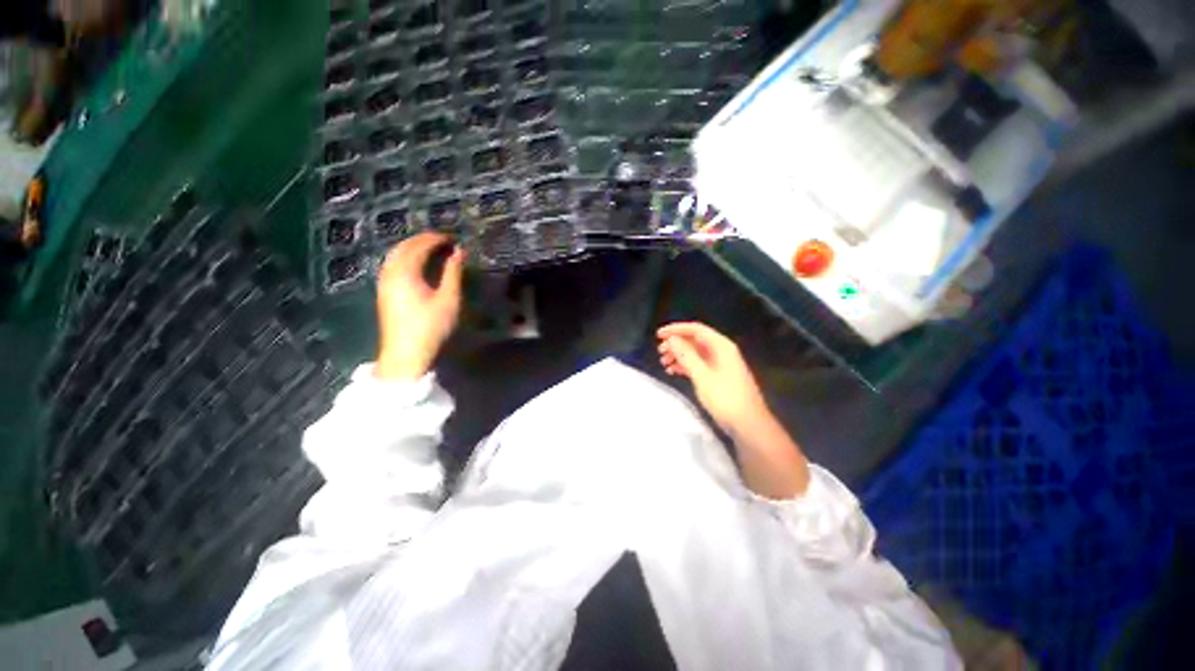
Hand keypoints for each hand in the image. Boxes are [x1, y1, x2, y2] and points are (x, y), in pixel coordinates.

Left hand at [375, 232, 464, 380]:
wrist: (405, 354)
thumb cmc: (431, 327)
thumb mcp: (449, 300)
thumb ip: (453, 273)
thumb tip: (459, 252)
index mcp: (406, 272)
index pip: (420, 246)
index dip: (436, 239)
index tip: (453, 238)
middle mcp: (390, 272)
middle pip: (404, 246)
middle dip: (423, 240)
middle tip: (443, 240)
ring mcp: (384, 282)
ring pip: (395, 254)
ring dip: (413, 247)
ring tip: (432, 249)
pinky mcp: (383, 291)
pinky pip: (392, 264)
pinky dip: (405, 257)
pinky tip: (416, 264)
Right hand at [657, 322, 770, 436]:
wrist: (748, 424)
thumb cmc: (726, 398)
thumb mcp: (702, 376)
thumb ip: (686, 355)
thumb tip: (672, 339)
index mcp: (721, 346)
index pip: (695, 329)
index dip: (676, 329)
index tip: (658, 335)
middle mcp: (721, 351)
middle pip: (694, 340)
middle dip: (676, 344)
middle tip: (660, 352)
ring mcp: (720, 364)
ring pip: (694, 352)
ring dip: (678, 355)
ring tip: (664, 363)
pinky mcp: (717, 376)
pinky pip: (698, 364)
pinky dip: (684, 366)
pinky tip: (672, 371)